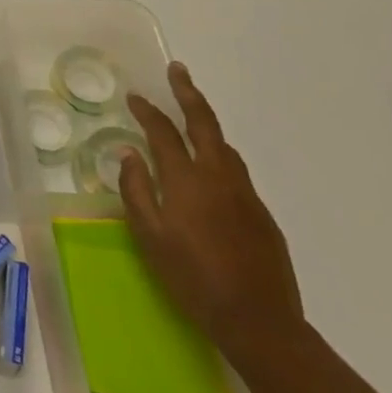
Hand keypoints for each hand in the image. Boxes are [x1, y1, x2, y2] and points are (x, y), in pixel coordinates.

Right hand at [119, 62, 302, 357]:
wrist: (259, 321)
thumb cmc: (192, 279)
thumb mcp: (149, 237)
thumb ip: (135, 191)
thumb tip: (129, 154)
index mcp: (186, 180)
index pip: (163, 132)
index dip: (147, 111)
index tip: (134, 96)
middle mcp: (218, 176)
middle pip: (203, 122)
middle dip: (188, 92)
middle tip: (178, 70)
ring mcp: (245, 193)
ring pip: (224, 145)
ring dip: (206, 123)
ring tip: (191, 114)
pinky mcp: (262, 213)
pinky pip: (235, 170)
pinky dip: (218, 154)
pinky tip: (210, 168)